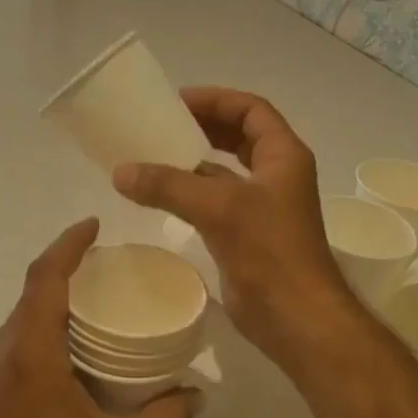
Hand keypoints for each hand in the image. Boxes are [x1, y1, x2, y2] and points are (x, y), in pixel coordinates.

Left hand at [0, 219, 200, 417]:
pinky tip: (70, 356)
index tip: (94, 224)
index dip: (68, 245)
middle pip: (28, 297)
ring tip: (92, 306)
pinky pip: (13, 351)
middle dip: (62, 271)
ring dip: (49, 305)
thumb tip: (195, 395)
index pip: (43, 279)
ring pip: (18, 325)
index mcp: (29, 357)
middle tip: (104, 267)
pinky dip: (40, 334)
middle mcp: (0, 361)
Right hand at [112, 87, 360, 365]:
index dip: (216, 99)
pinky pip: (217, 199)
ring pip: (228, 169)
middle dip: (205, 126)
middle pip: (240, 135)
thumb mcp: (219, 208)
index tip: (178, 101)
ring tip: (156, 153)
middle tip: (164, 123)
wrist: (297, 318)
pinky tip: (162, 194)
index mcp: (283, 156)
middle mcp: (277, 174)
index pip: (251, 110)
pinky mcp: (248, 234)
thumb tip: (121, 172)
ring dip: (196, 160)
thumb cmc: (270, 252)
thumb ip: (168, 185)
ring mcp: (264, 206)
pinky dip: (193, 191)